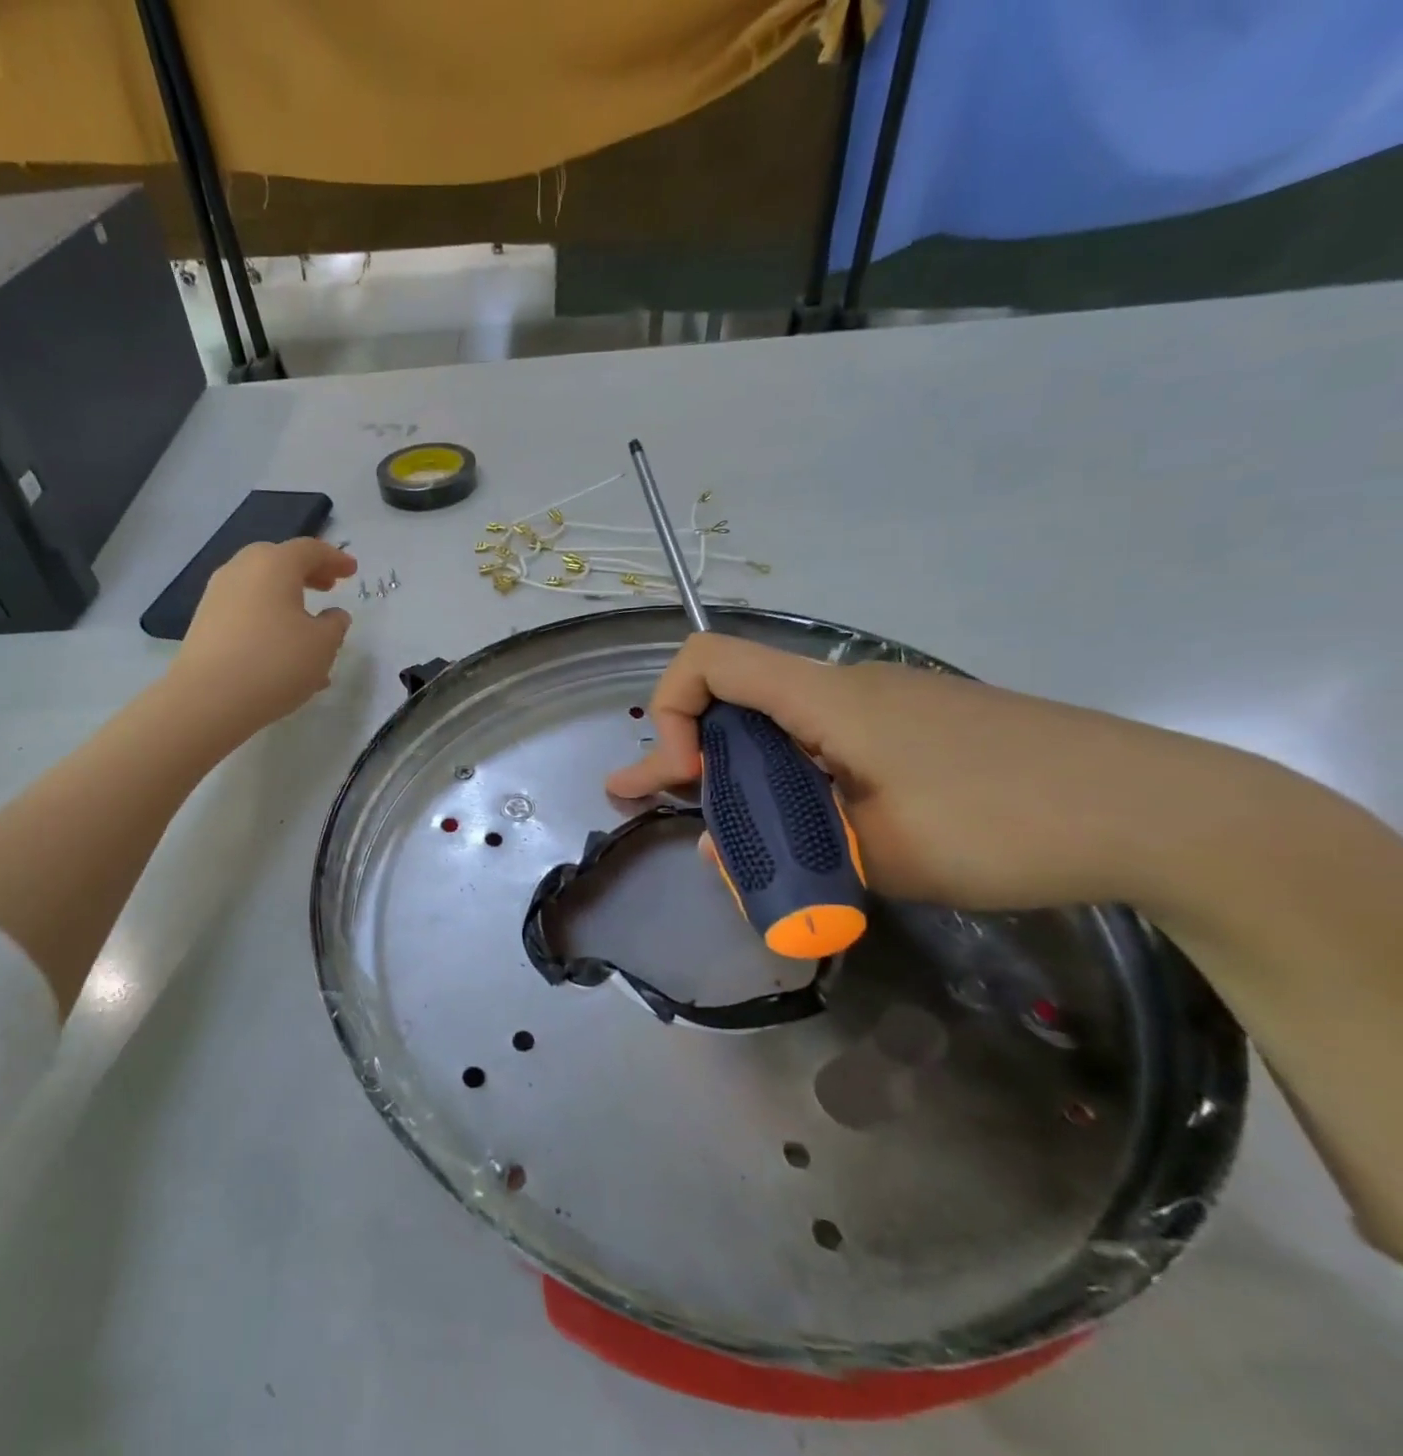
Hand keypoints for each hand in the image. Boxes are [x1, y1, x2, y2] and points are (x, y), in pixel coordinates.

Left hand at [168, 538, 356, 738]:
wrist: (208, 699)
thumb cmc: (276, 663)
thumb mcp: (323, 645)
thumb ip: (335, 624)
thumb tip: (333, 615)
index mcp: (274, 564)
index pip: (310, 550)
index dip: (335, 559)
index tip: (352, 571)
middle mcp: (241, 570)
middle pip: (279, 562)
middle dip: (307, 573)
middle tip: (328, 588)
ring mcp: (217, 595)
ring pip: (261, 589)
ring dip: (287, 602)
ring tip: (308, 630)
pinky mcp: (205, 622)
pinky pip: (246, 612)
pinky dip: (268, 621)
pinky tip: (282, 653)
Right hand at [605, 633, 1260, 913]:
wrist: (1162, 812)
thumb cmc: (1005, 824)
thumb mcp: (876, 854)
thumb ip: (783, 853)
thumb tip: (719, 853)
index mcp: (824, 700)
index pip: (708, 661)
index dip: (669, 709)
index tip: (682, 777)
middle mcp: (843, 690)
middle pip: (732, 700)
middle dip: (679, 753)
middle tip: (638, 799)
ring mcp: (882, 710)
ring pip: (776, 728)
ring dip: (733, 774)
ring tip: (715, 833)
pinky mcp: (914, 733)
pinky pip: (821, 745)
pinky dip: (785, 781)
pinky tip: (796, 829)